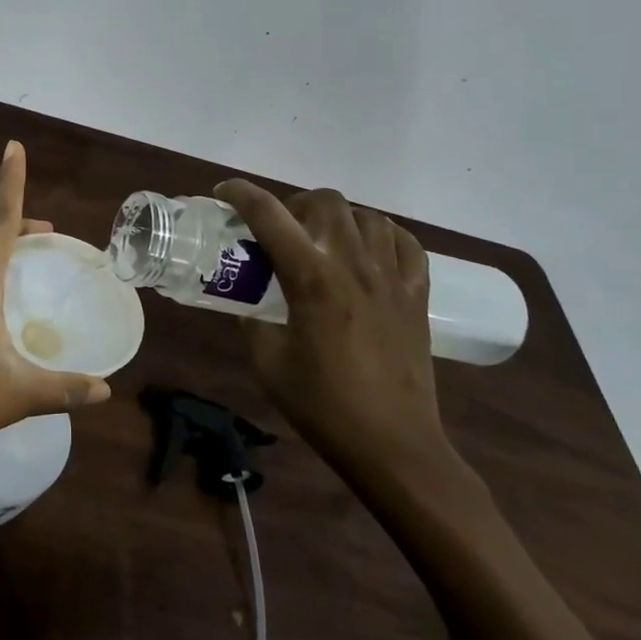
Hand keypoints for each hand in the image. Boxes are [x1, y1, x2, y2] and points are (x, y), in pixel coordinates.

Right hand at [213, 181, 449, 482]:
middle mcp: (353, 266)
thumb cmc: (323, 406)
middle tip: (280, 231)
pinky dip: (383, 236)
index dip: (241, 194)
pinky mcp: (417, 296)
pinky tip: (368, 253)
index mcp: (311, 280)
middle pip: (325, 201)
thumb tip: (245, 298)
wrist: (393, 446)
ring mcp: (392, 279)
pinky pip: (405, 244)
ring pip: (367, 215)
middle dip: (294, 204)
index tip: (224, 192)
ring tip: (324, 241)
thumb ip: (252, 319)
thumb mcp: (267, 361)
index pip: (269, 216)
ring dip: (338, 218)